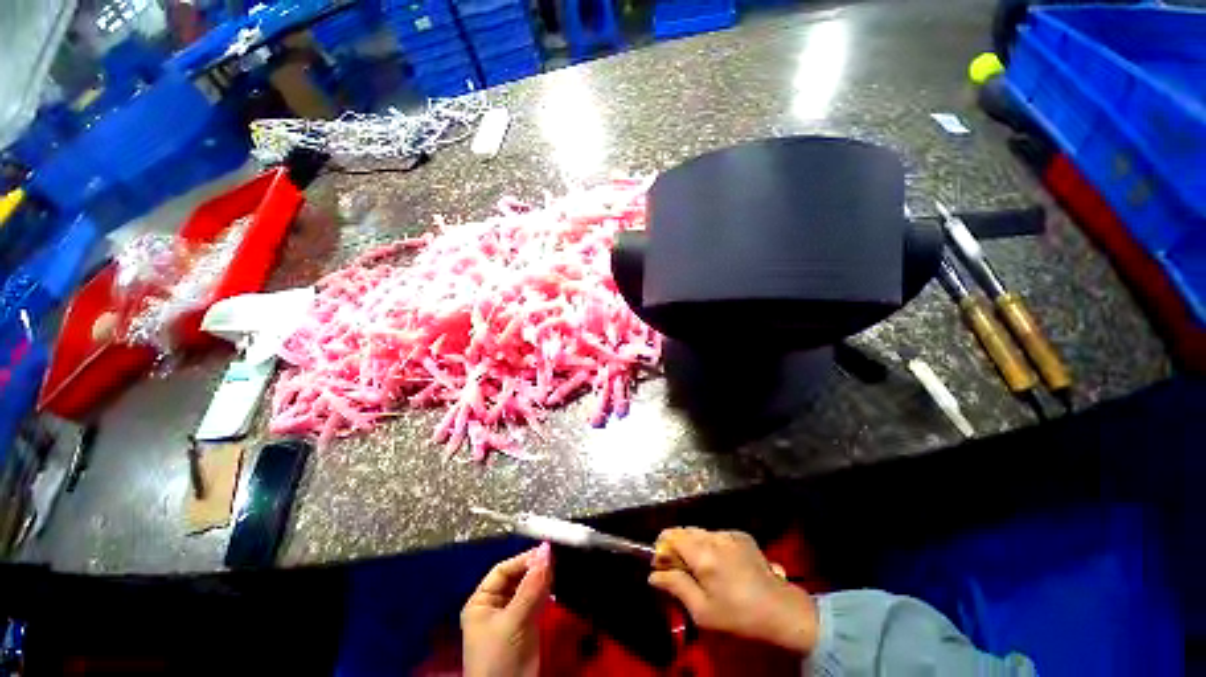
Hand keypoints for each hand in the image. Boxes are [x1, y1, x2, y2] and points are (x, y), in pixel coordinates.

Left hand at [461, 543, 551, 676]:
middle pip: (517, 577)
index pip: (503, 570)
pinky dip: (547, 591)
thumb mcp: (512, 621)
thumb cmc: (498, 656)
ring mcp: (512, 614)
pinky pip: (537, 601)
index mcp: (482, 601)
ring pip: (529, 588)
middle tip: (555, 557)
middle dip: (534, 568)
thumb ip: (530, 587)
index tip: (545, 551)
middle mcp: (496, 604)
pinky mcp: (527, 624)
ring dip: (542, 578)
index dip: (522, 559)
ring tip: (558, 566)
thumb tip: (546, 551)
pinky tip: (557, 582)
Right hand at [649, 528, 818, 653]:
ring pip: (700, 532)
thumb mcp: (702, 611)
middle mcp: (714, 536)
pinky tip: (720, 565)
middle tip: (678, 570)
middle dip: (675, 547)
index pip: (670, 536)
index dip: (661, 548)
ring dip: (693, 545)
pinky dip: (710, 545)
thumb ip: (676, 587)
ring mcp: (729, 533)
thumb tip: (653, 575)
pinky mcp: (741, 535)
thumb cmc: (738, 616)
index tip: (660, 566)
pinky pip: (716, 535)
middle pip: (684, 531)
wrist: (781, 611)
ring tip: (700, 569)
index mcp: (702, 554)